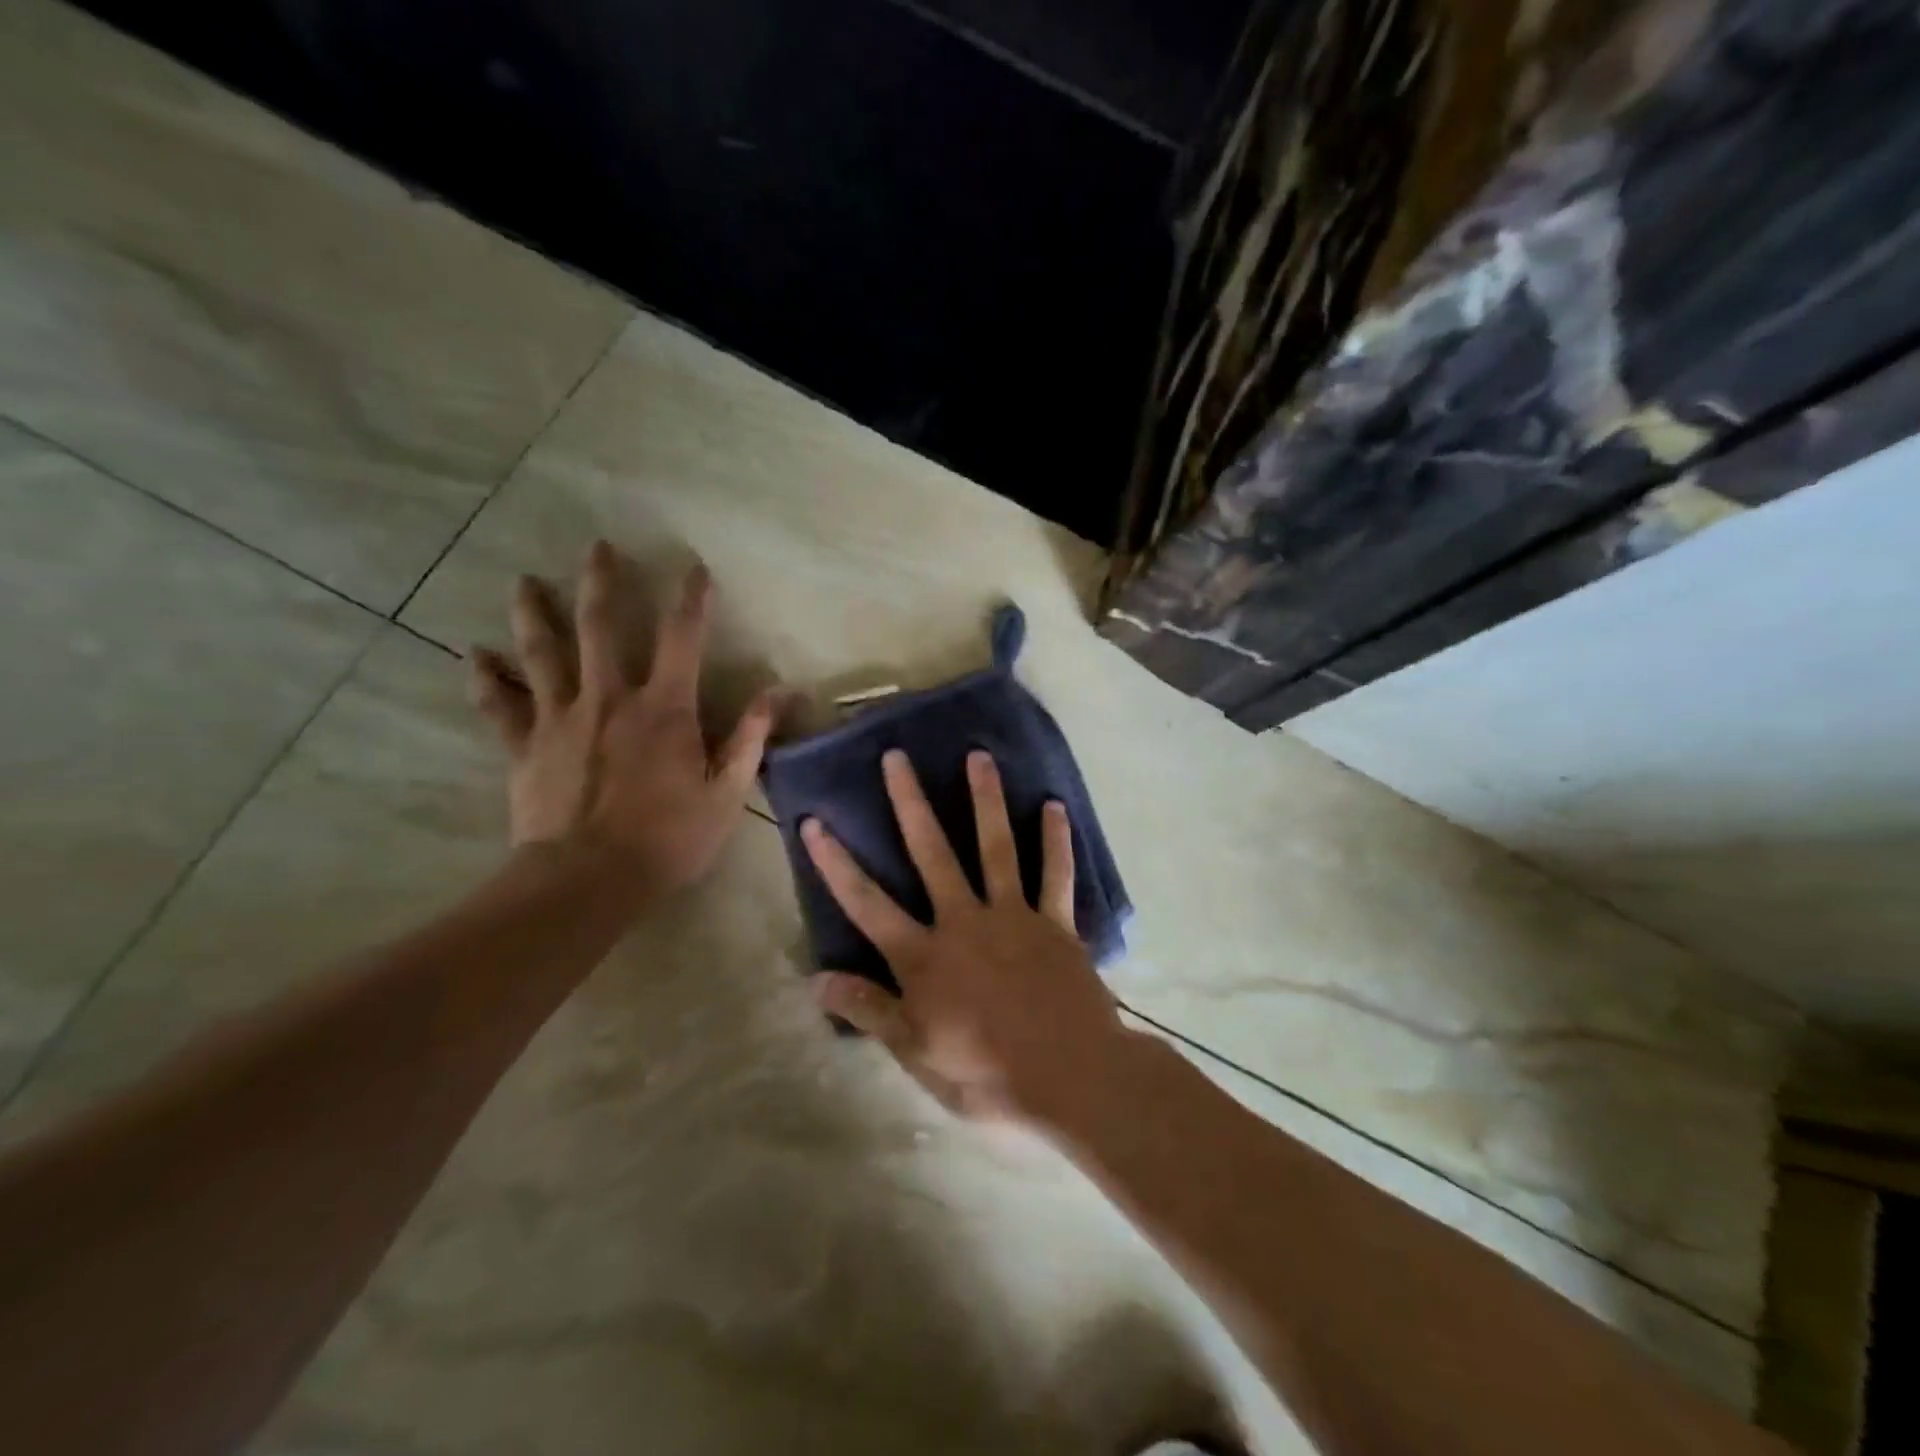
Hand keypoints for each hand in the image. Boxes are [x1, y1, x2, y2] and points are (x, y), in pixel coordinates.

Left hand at [470, 541, 779, 897]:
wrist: (588, 880)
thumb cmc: (668, 838)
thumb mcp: (727, 791)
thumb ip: (750, 736)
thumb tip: (780, 690)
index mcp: (663, 708)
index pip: (682, 638)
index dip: (691, 599)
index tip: (694, 567)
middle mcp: (609, 698)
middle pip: (600, 627)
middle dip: (601, 582)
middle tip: (597, 546)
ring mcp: (560, 718)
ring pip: (542, 653)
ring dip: (533, 613)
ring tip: (523, 582)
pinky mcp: (525, 746)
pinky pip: (499, 705)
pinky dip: (486, 678)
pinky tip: (474, 655)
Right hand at [800, 748, 1134, 1125]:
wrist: (1070, 1077)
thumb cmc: (986, 1072)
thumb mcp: (916, 1053)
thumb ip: (869, 1011)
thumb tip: (816, 979)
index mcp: (925, 957)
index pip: (867, 903)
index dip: (836, 863)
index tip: (814, 821)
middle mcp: (964, 921)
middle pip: (931, 853)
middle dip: (909, 803)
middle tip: (896, 757)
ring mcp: (1012, 915)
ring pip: (995, 846)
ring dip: (985, 799)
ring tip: (978, 755)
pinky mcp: (1054, 923)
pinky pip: (1055, 873)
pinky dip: (1055, 840)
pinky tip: (1054, 805)